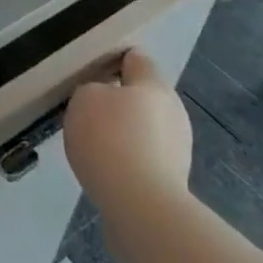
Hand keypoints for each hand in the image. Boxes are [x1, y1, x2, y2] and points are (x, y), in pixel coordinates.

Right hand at [63, 48, 194, 204]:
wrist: (139, 203)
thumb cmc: (110, 139)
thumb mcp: (84, 99)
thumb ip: (92, 90)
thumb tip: (103, 101)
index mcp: (154, 84)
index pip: (137, 59)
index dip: (116, 61)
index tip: (96, 71)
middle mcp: (174, 110)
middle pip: (144, 96)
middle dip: (120, 102)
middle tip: (90, 113)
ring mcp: (178, 146)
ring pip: (146, 128)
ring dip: (126, 133)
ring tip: (97, 147)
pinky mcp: (174, 178)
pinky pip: (146, 157)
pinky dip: (129, 160)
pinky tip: (109, 170)